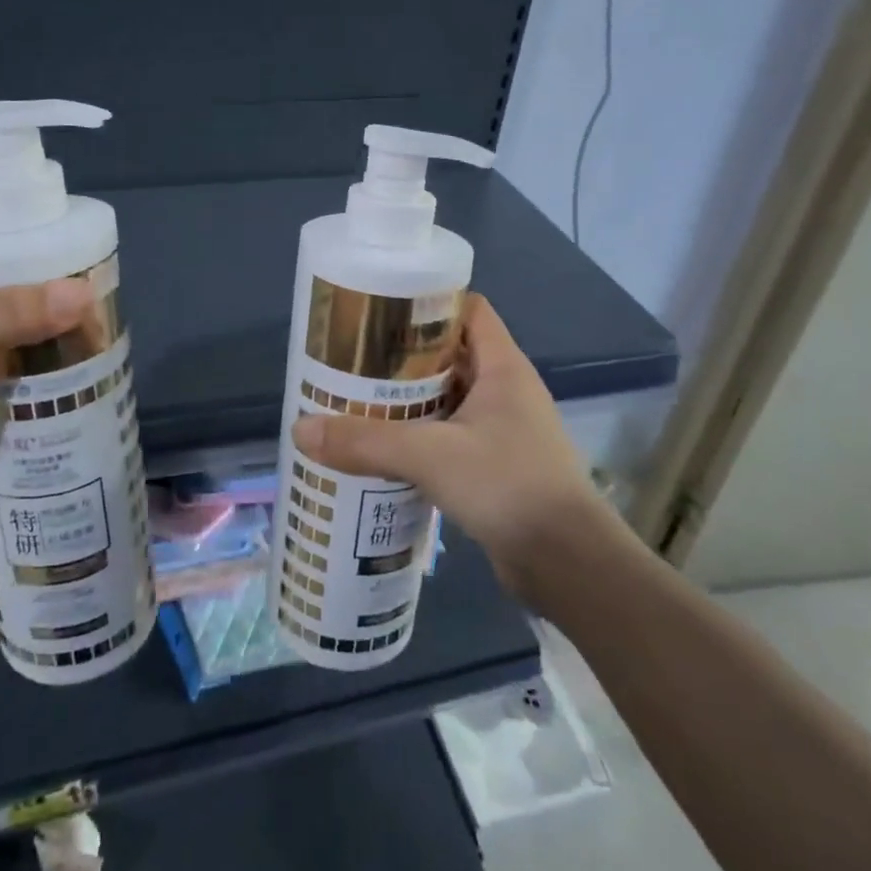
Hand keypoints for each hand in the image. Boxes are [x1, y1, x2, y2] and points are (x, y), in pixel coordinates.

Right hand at [291, 295, 626, 594]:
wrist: (570, 567)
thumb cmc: (509, 487)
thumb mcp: (432, 456)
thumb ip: (367, 441)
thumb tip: (300, 429)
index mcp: (502, 366)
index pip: (467, 309)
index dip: (426, 303)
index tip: (378, 310)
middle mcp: (504, 390)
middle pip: (448, 354)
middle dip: (401, 357)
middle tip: (351, 361)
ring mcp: (502, 430)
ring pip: (445, 400)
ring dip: (406, 401)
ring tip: (355, 402)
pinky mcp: (494, 467)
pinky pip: (448, 437)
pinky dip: (417, 437)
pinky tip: (381, 449)